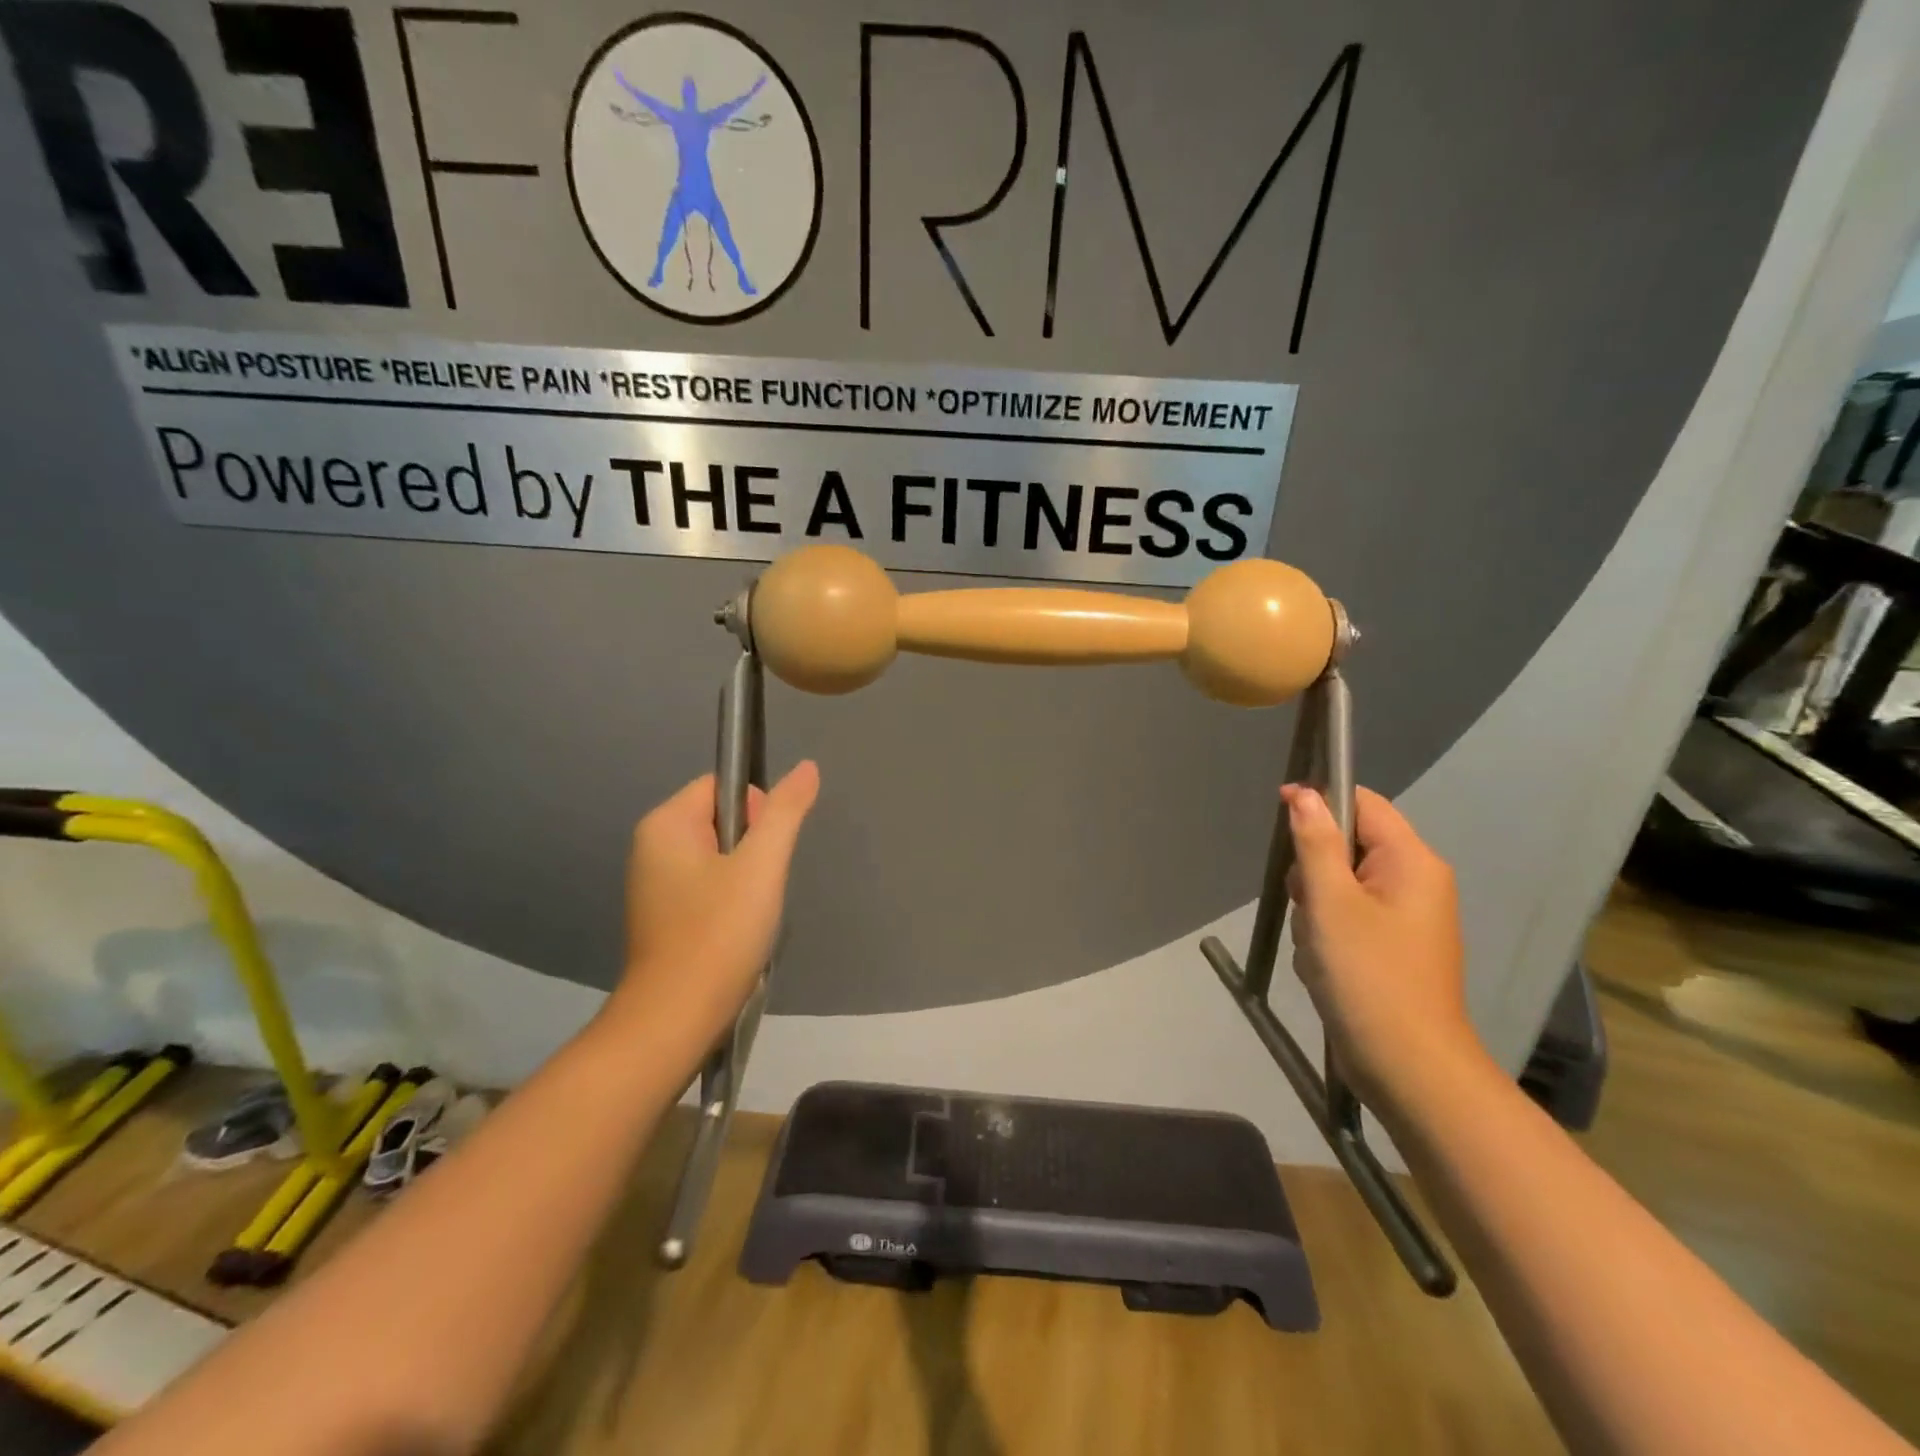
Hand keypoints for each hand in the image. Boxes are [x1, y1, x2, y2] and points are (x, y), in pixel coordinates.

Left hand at [613, 762, 819, 1054]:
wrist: (675, 1020)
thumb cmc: (718, 934)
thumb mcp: (762, 865)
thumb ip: (785, 812)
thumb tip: (807, 767)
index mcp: (665, 824)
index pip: (722, 786)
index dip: (756, 811)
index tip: (765, 854)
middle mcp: (651, 846)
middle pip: (721, 820)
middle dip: (752, 848)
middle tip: (759, 888)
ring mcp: (653, 883)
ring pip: (718, 856)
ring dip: (745, 878)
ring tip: (749, 913)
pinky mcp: (662, 915)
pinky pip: (707, 886)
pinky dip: (729, 901)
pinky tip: (735, 931)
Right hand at [1281, 784, 1484, 1109]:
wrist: (1407, 1067)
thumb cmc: (1369, 974)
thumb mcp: (1330, 901)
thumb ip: (1314, 842)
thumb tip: (1303, 793)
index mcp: (1412, 862)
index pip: (1364, 803)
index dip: (1320, 801)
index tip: (1281, 818)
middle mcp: (1414, 883)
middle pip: (1345, 848)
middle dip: (1313, 875)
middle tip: (1309, 908)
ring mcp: (1402, 919)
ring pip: (1336, 888)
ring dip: (1314, 913)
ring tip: (1319, 948)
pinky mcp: (1388, 948)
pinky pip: (1344, 921)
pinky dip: (1325, 938)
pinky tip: (1324, 968)